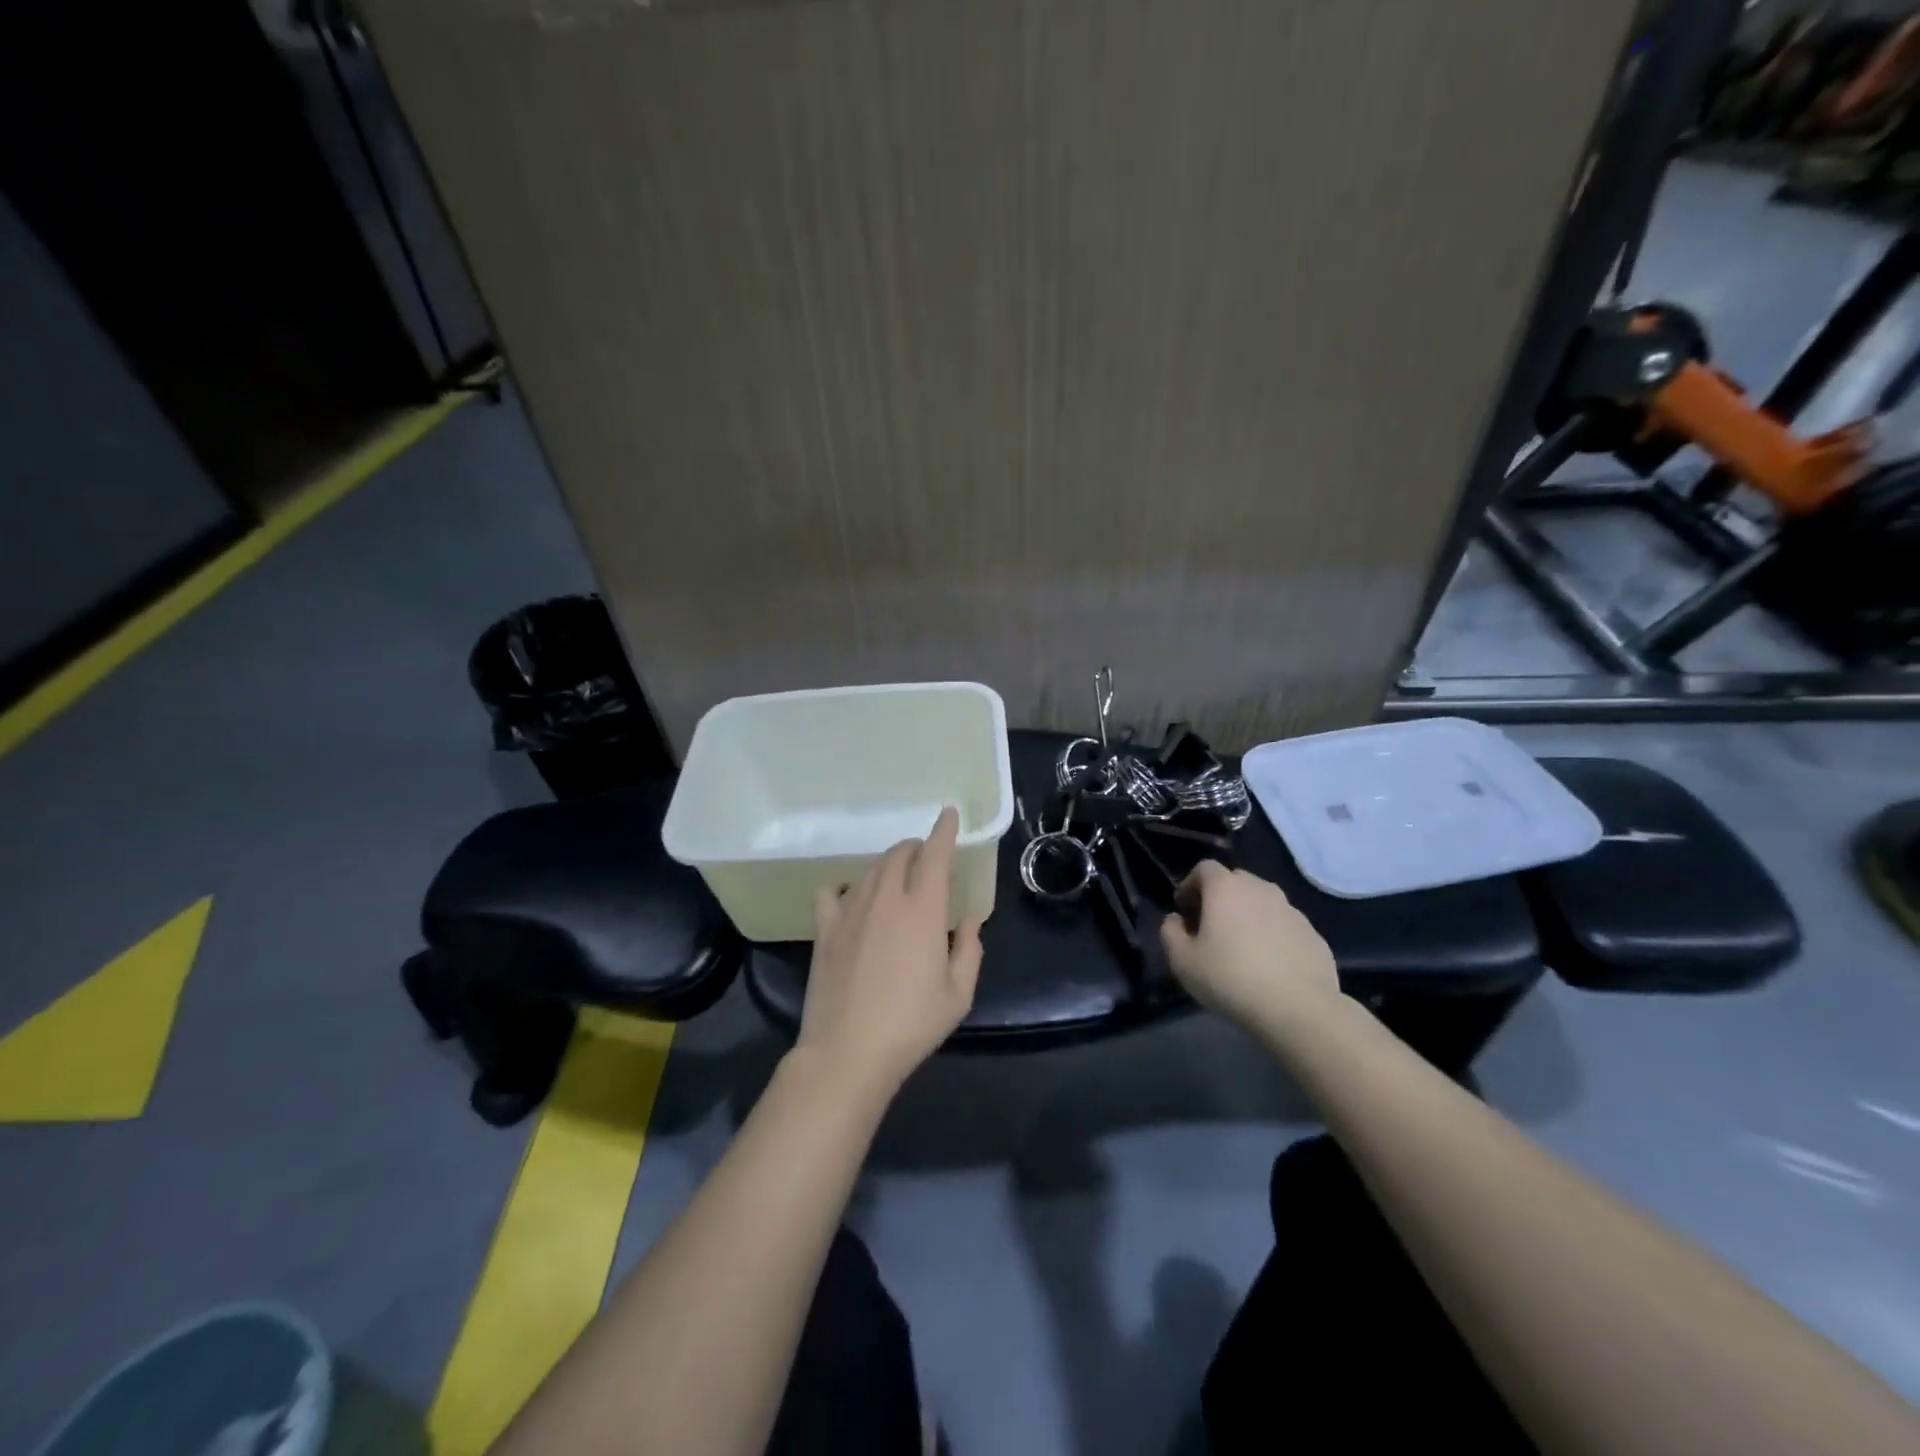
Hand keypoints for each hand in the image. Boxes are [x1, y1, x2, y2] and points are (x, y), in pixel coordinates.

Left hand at [796, 807, 984, 1098]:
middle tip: (926, 858)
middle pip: (899, 855)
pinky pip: (831, 891)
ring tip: (897, 877)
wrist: (848, 1052)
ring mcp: (850, 911)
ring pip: (870, 869)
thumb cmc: (911, 1024)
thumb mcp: (957, 994)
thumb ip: (969, 948)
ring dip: (888, 864)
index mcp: (923, 910)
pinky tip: (852, 898)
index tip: (949, 814)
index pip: (935, 855)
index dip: (943, 831)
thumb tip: (972, 917)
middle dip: (916, 848)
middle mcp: (886, 899)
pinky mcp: (824, 929)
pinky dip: (845, 885)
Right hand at [1160, 861, 1340, 1036]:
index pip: (1204, 868)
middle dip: (1220, 898)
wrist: (1298, 1008)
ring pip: (1263, 903)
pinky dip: (1274, 936)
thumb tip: (1176, 920)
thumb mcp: (1182, 961)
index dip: (1190, 885)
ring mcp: (1292, 911)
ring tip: (1242, 948)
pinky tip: (1270, 965)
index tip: (1185, 911)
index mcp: (1226, 888)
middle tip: (1211, 928)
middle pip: (1235, 881)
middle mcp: (1261, 889)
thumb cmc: (1230, 978)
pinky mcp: (1313, 934)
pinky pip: (1285, 926)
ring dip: (1249, 916)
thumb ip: (1170, 932)